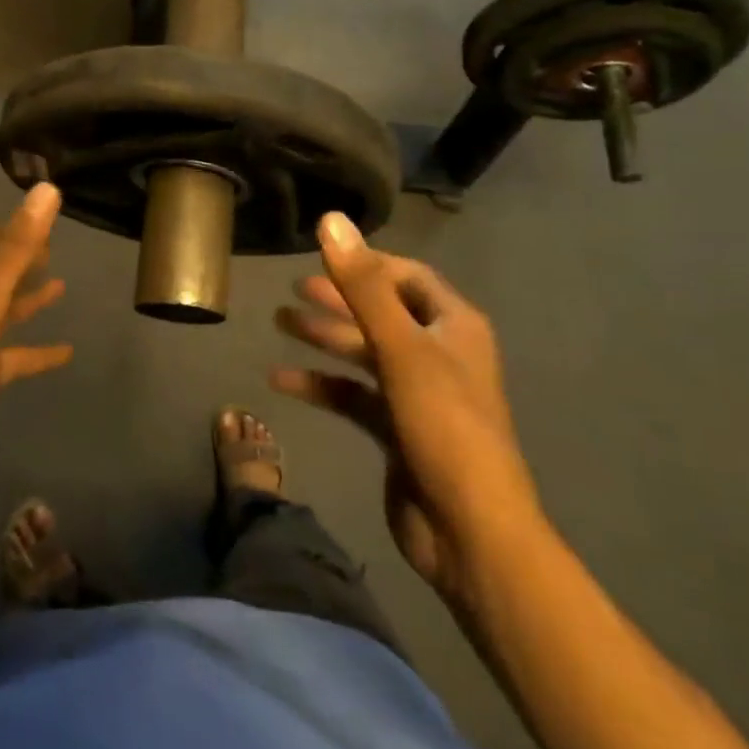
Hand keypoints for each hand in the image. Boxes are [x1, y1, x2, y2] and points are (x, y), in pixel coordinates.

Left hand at [0, 184, 71, 494]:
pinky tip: (66, 353)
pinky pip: (11, 358)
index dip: (14, 228)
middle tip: (56, 246)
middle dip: (21, 260)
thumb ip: (16, 249)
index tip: (45, 214)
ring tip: (62, 286)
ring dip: (28, 300)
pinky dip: (36, 352)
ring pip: (2, 313)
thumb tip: (47, 189)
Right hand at [271, 213, 543, 611]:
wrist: (469, 529)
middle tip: (292, 288)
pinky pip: (352, 394)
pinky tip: (282, 379)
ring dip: (324, 337)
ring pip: (363, 352)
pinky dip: (321, 384)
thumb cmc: (443, 424)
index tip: (323, 256)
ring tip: (280, 322)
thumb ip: (362, 285)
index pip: (408, 276)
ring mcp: (417, 393)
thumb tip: (331, 219)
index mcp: (453, 326)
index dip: (368, 263)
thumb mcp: (400, 348)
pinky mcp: (396, 428)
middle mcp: (438, 353)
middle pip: (381, 312)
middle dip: (338, 299)